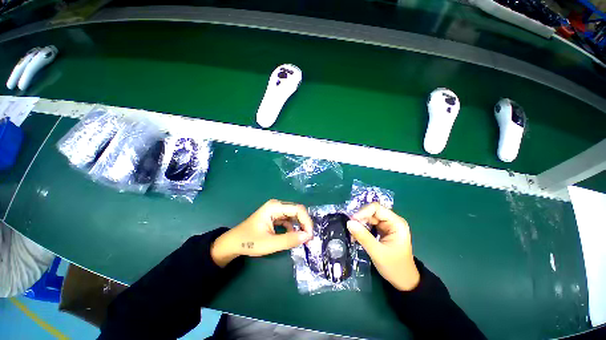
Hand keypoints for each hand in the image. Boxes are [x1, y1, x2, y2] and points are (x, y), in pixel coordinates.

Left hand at [211, 199, 313, 266]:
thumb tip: (308, 237)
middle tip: (308, 238)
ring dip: (300, 226)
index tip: (310, 236)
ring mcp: (276, 210)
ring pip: (294, 215)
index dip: (306, 221)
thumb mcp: (270, 243)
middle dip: (304, 223)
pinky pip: (289, 220)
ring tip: (303, 239)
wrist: (233, 243)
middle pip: (297, 211)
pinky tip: (293, 236)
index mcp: (275, 207)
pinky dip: (293, 228)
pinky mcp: (275, 216)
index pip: (298, 209)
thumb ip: (289, 240)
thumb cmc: (249, 242)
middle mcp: (277, 205)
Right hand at [347, 203, 419, 290]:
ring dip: (359, 224)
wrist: (404, 281)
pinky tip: (356, 236)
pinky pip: (369, 224)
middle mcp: (392, 221)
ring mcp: (387, 226)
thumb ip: (363, 237)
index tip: (352, 221)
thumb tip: (348, 222)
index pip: (376, 208)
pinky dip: (362, 229)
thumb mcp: (377, 252)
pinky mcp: (382, 231)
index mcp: (396, 223)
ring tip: (352, 234)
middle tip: (350, 229)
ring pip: (369, 218)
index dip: (363, 212)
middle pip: (372, 212)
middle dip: (360, 219)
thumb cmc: (395, 267)